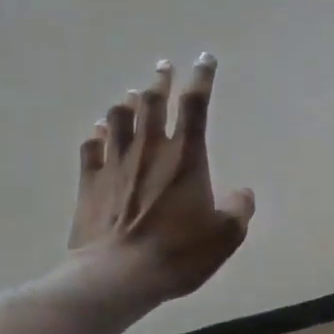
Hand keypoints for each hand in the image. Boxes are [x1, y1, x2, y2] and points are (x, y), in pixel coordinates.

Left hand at [70, 54, 255, 303]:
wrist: (117, 275)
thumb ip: (239, 209)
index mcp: (185, 156)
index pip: (195, 104)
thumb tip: (243, 194)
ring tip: (132, 96)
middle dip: (161, 80)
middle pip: (153, 101)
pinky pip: (92, 146)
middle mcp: (149, 149)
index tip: (206, 59)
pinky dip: (98, 134)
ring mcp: (115, 163)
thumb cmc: (177, 253)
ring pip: (119, 118)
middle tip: (163, 66)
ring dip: (128, 103)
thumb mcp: (225, 236)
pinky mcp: (89, 181)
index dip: (202, 77)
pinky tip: (99, 132)